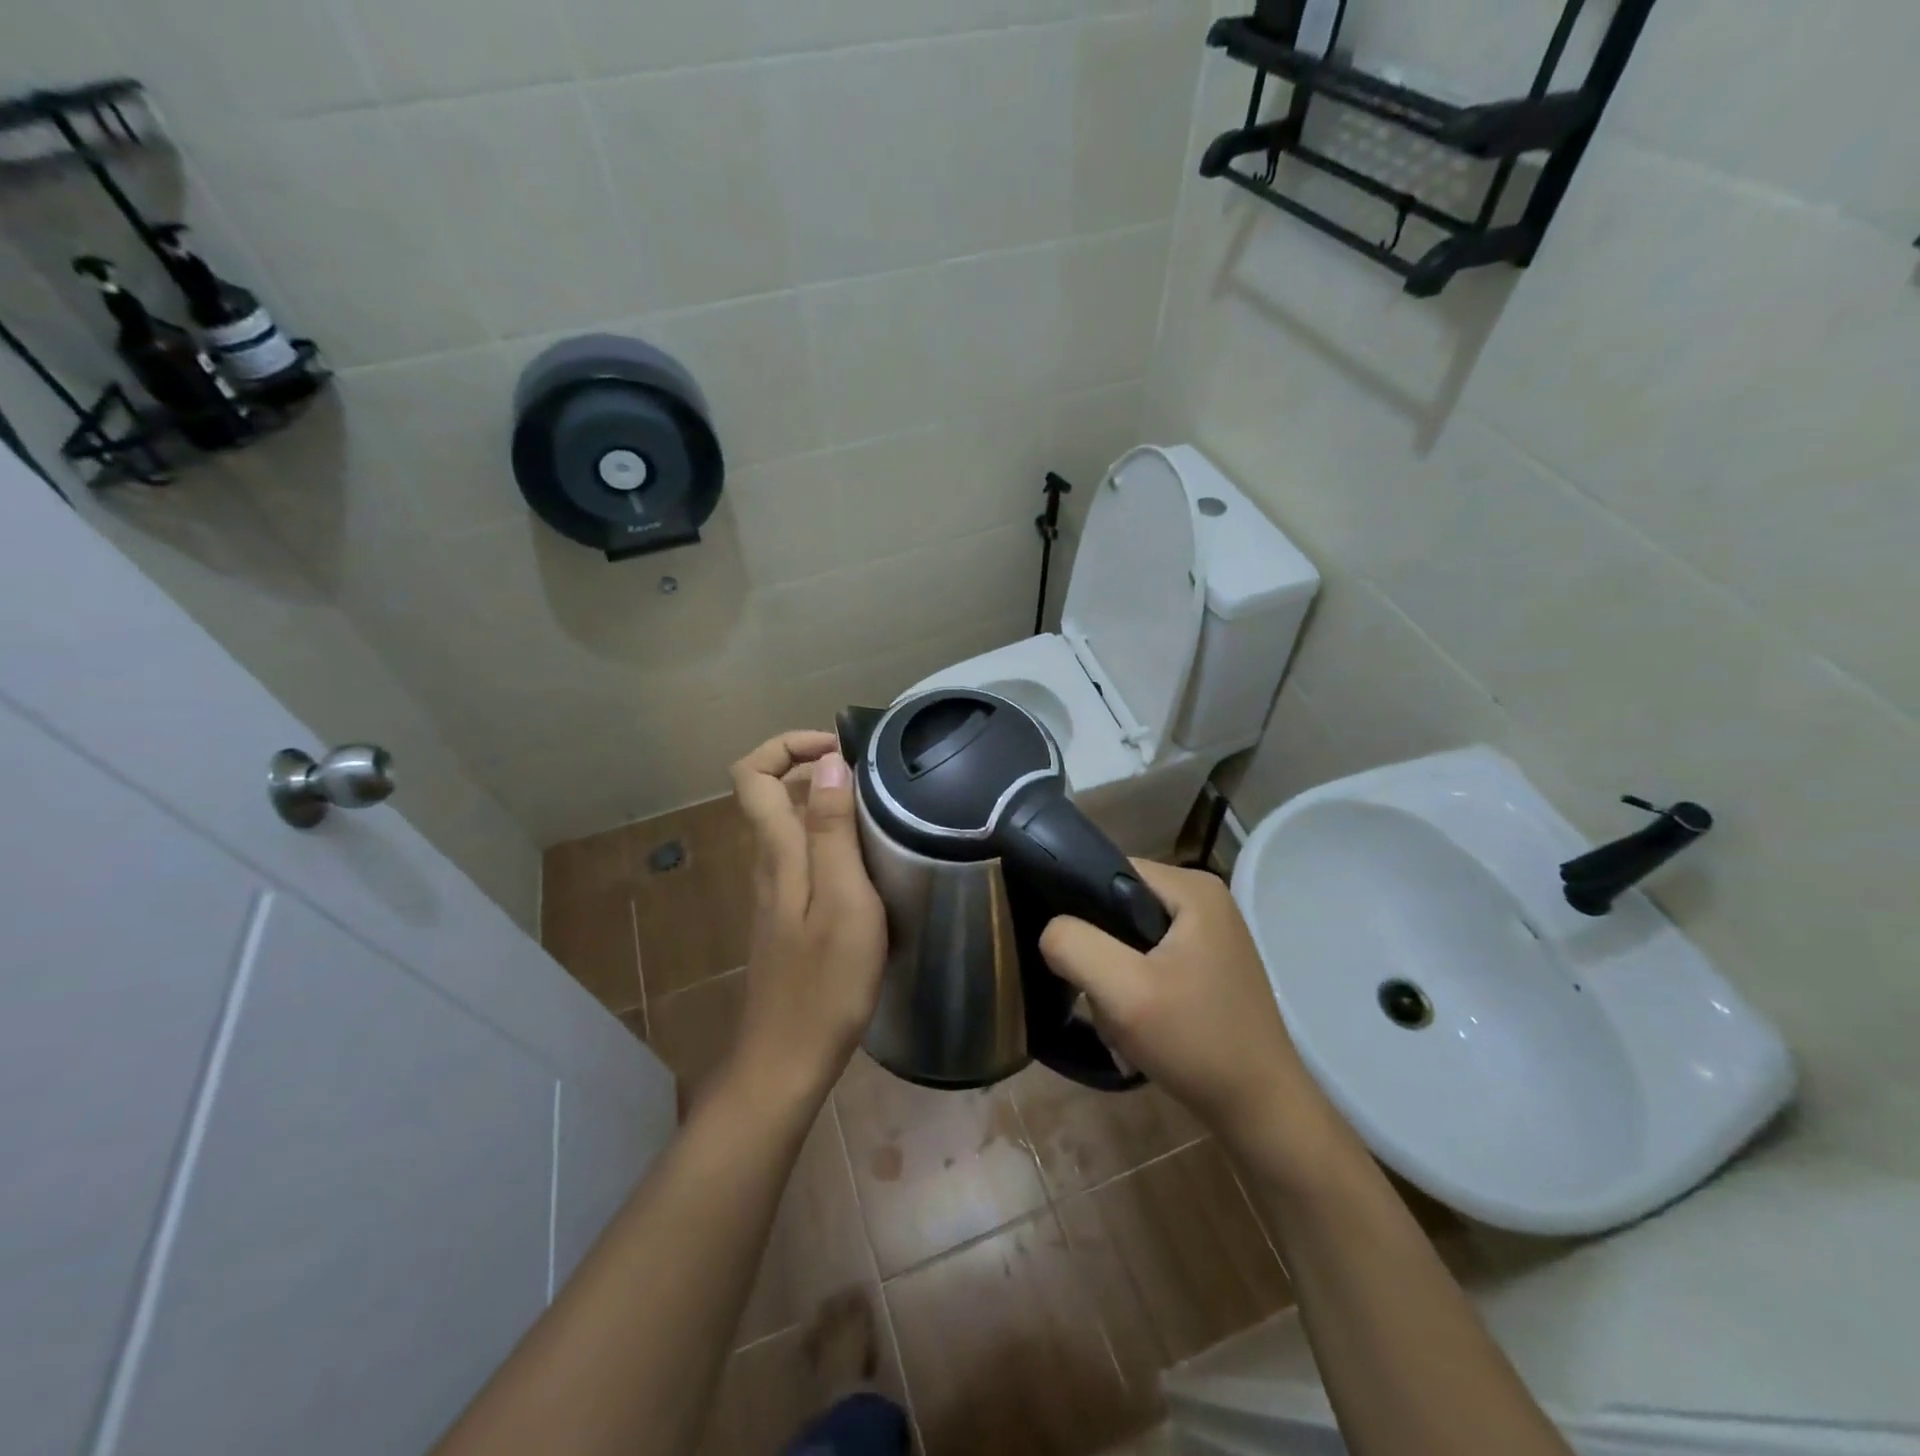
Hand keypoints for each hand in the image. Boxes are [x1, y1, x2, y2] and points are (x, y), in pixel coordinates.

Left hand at [726, 731, 886, 1106]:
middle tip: (872, 778)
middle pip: (770, 793)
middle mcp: (768, 863)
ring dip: (826, 804)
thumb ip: (833, 831)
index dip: (788, 746)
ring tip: (881, 813)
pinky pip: (803, 857)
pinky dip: (831, 840)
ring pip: (789, 825)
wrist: (788, 1060)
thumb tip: (828, 763)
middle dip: (814, 768)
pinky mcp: (789, 916)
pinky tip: (870, 863)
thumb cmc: (825, 982)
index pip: (752, 773)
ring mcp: (775, 891)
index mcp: (776, 852)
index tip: (840, 751)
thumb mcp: (843, 900)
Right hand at [1039, 861, 1325, 1145]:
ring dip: (1114, 973)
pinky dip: (1135, 985)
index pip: (1109, 868)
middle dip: (1098, 948)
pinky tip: (1138, 1020)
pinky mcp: (1207, 964)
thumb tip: (1050, 929)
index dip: (1078, 903)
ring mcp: (1210, 933)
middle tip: (1099, 993)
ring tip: (1121, 1014)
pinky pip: (1150, 957)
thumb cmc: (1196, 1042)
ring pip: (1130, 935)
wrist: (1261, 1111)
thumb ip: (1073, 946)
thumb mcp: (1123, 992)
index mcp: (1193, 887)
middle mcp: (1204, 898)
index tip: (1066, 949)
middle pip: (1119, 903)